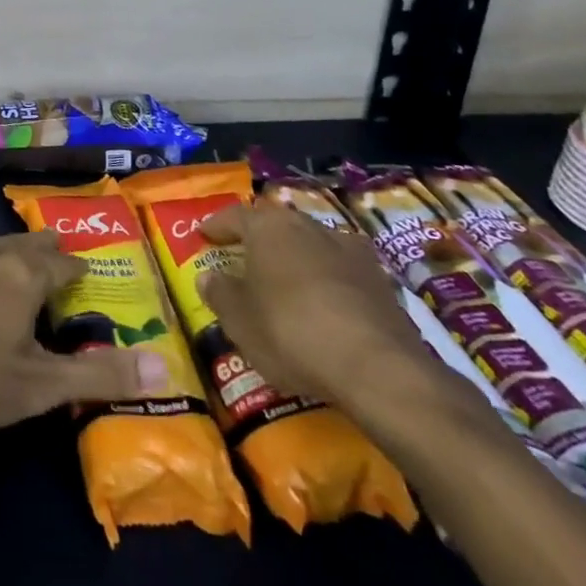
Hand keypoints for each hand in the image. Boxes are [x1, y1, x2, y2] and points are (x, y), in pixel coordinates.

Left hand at [0, 216, 167, 434]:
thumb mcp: (39, 387)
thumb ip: (99, 376)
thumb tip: (166, 368)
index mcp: (24, 278)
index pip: (61, 265)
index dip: (76, 269)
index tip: (86, 272)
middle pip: (25, 245)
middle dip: (44, 249)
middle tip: (56, 249)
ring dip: (4, 244)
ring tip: (16, 243)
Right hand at [197, 202, 446, 413]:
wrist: (378, 369)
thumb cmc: (291, 332)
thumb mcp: (239, 320)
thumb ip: (219, 293)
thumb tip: (209, 277)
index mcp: (268, 226)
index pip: (234, 216)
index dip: (216, 226)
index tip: (204, 236)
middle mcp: (309, 225)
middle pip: (276, 227)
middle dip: (259, 241)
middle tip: (244, 259)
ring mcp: (351, 250)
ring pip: (312, 246)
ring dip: (296, 260)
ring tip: (285, 284)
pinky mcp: (382, 281)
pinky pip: (341, 273)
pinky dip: (328, 283)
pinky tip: (324, 306)